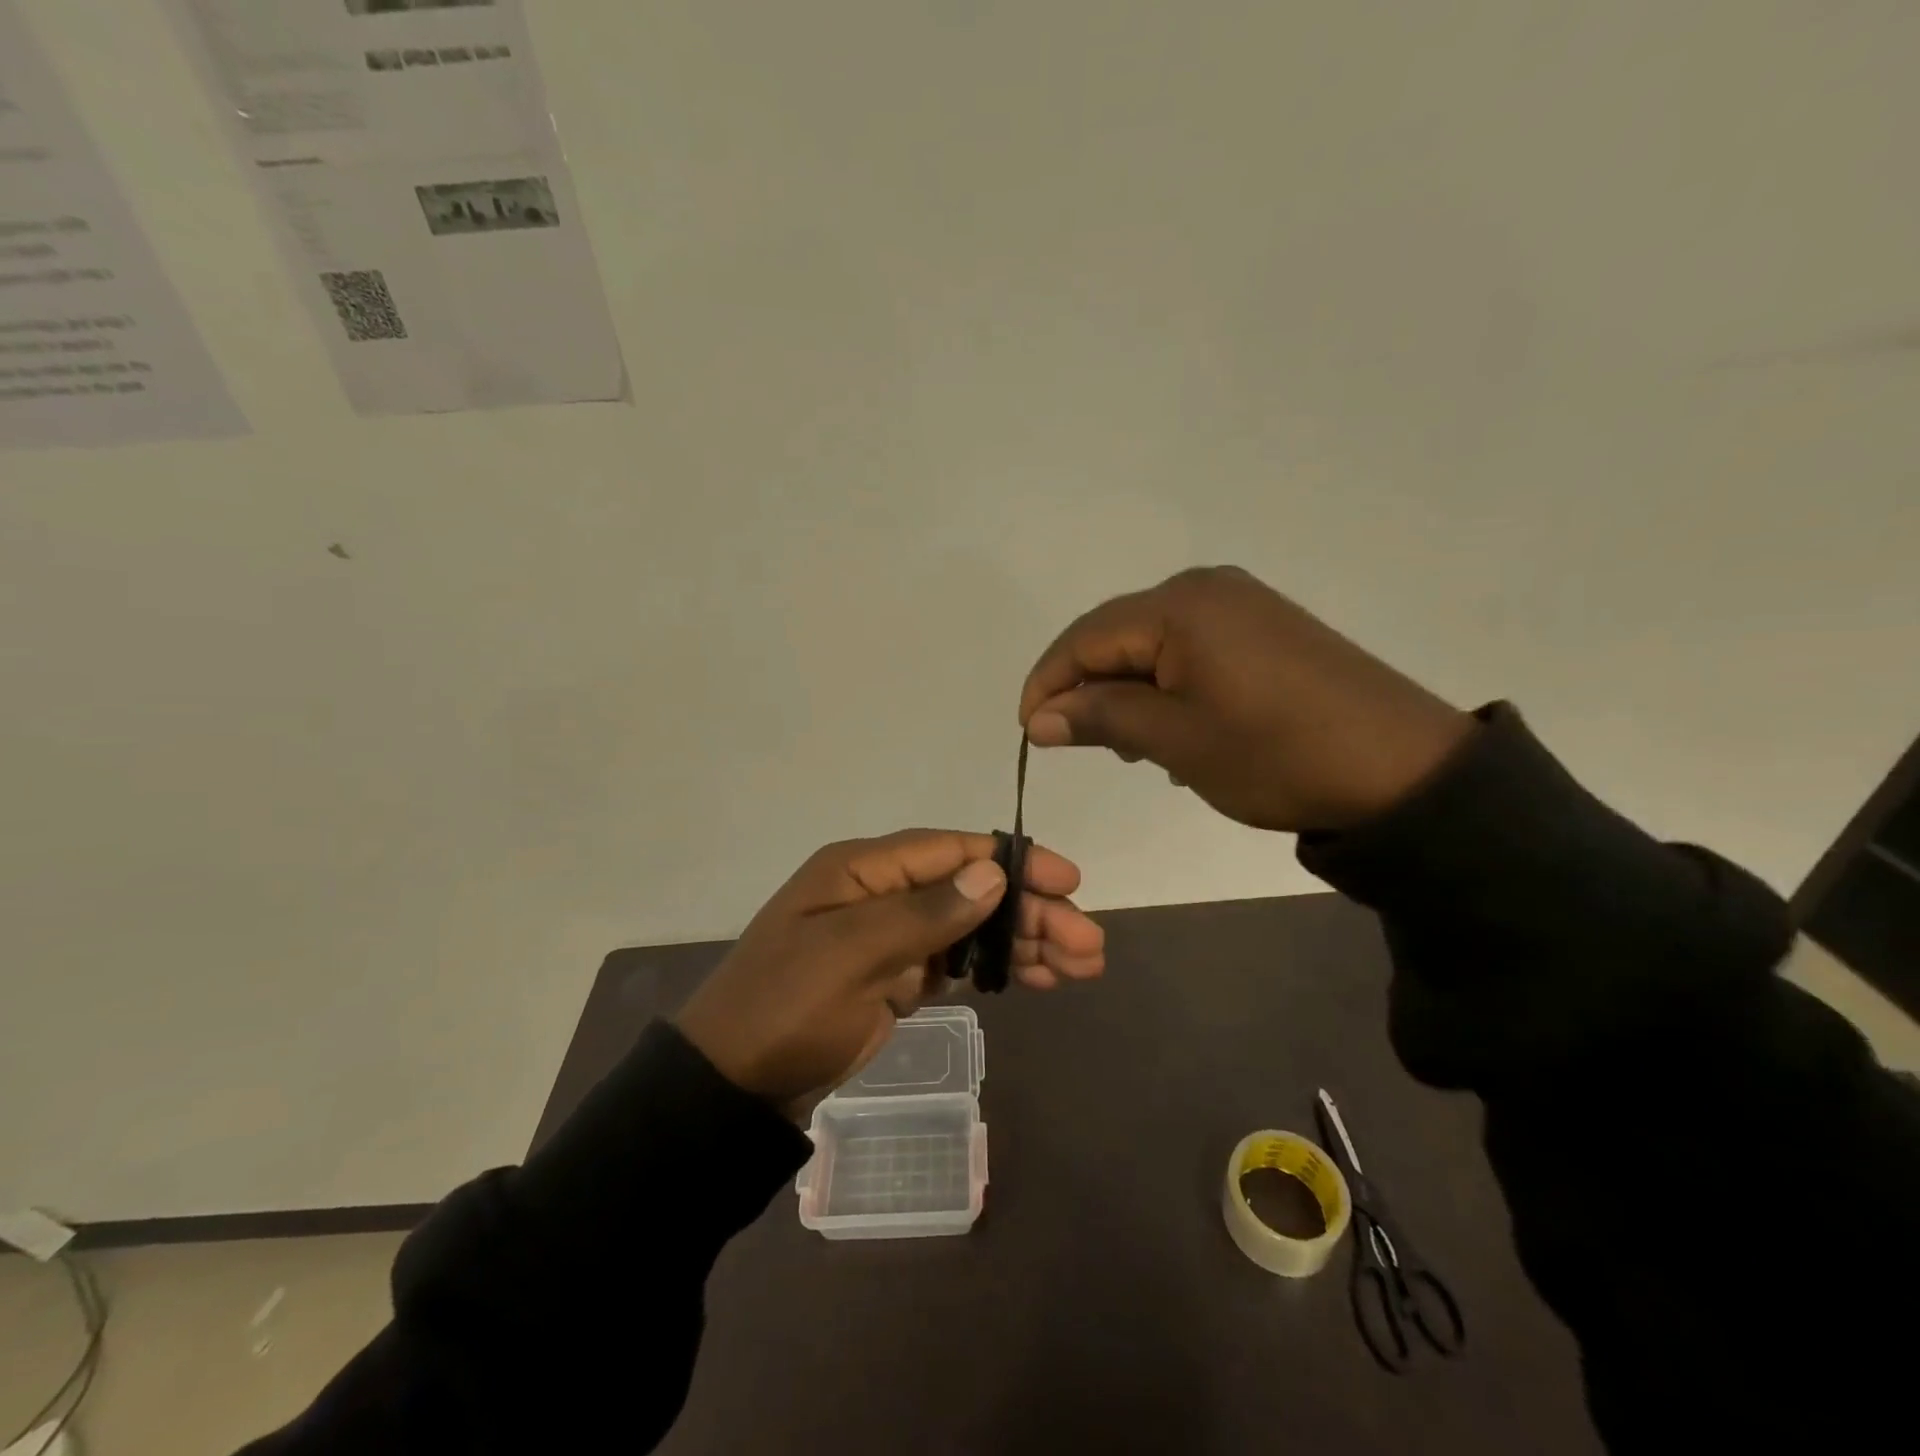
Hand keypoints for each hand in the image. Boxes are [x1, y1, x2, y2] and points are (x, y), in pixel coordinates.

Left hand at [675, 830, 1104, 1106]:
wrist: (733, 1084)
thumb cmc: (786, 1007)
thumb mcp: (850, 955)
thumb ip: (924, 913)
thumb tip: (992, 874)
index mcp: (864, 869)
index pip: (952, 851)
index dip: (1013, 862)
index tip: (1067, 881)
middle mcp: (883, 892)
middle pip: (971, 889)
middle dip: (1031, 912)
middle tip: (1088, 944)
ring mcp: (892, 936)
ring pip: (972, 926)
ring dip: (1024, 941)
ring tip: (1081, 965)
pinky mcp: (896, 977)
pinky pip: (957, 962)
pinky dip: (998, 968)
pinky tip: (1039, 979)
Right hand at [1019, 566, 1472, 832]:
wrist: (1403, 770)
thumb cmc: (1276, 754)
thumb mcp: (1176, 741)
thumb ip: (1100, 718)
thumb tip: (1037, 718)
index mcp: (1179, 606)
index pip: (1085, 638)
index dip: (1048, 683)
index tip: (1028, 732)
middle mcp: (1206, 588)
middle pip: (1117, 635)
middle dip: (1089, 688)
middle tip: (1081, 744)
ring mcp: (1241, 604)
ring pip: (1153, 644)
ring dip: (1129, 690)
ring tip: (1132, 746)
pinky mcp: (1267, 627)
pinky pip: (1192, 649)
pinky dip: (1168, 686)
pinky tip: (1177, 727)